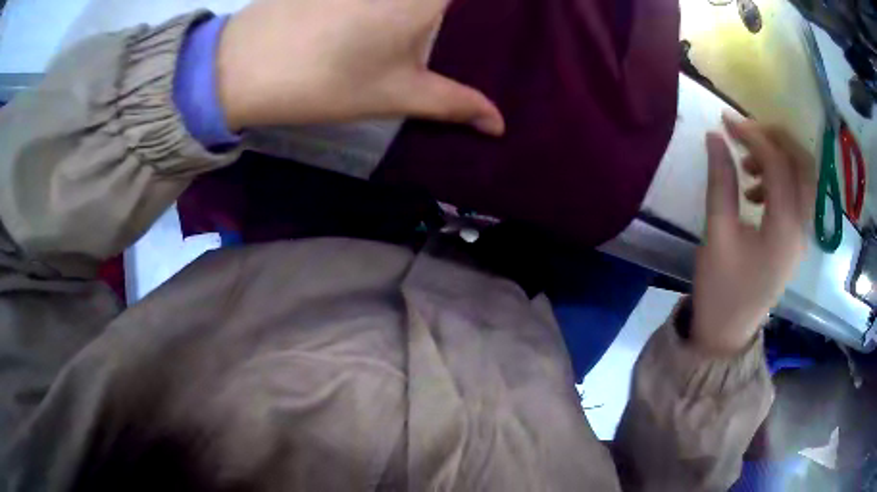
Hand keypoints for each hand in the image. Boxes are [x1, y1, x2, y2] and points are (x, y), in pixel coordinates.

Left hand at [215, 0, 504, 134]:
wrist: (243, 65)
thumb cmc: (326, 80)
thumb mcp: (397, 94)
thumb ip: (456, 103)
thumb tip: (499, 125)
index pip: (479, 0)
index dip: (494, 11)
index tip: (503, 20)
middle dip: (458, 15)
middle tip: (468, 29)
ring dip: (423, 11)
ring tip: (429, 30)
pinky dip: (394, 3)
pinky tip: (384, 20)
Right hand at [693, 115, 815, 354]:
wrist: (728, 333)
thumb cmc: (721, 288)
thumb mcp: (717, 233)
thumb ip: (721, 181)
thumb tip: (716, 137)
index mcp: (785, 227)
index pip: (778, 163)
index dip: (752, 134)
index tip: (725, 121)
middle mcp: (802, 227)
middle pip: (804, 164)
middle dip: (777, 138)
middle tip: (747, 132)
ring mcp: (802, 234)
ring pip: (804, 178)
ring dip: (780, 157)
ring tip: (748, 163)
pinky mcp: (796, 239)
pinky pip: (798, 195)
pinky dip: (781, 179)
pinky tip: (755, 189)